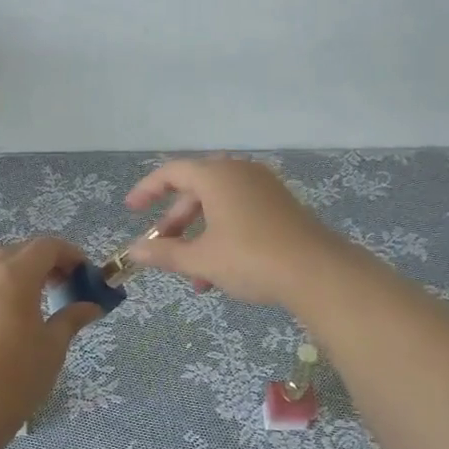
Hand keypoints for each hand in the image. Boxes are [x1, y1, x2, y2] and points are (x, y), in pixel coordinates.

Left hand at [0, 237, 102, 427]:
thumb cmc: (19, 372)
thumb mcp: (54, 344)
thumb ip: (72, 317)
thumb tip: (92, 306)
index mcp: (15, 274)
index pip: (46, 246)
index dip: (69, 254)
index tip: (83, 274)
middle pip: (17, 250)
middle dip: (42, 262)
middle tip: (59, 286)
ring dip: (11, 270)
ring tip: (26, 298)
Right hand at [124, 157, 346, 306]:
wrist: (317, 272)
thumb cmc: (250, 258)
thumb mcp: (201, 259)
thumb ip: (164, 252)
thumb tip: (133, 250)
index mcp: (217, 176)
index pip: (172, 172)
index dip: (147, 189)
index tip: (131, 209)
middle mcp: (240, 173)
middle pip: (196, 190)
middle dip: (175, 221)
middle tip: (161, 246)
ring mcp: (264, 188)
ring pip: (219, 207)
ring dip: (199, 237)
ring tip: (192, 276)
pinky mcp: (281, 207)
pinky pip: (240, 213)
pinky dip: (222, 236)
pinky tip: (220, 274)